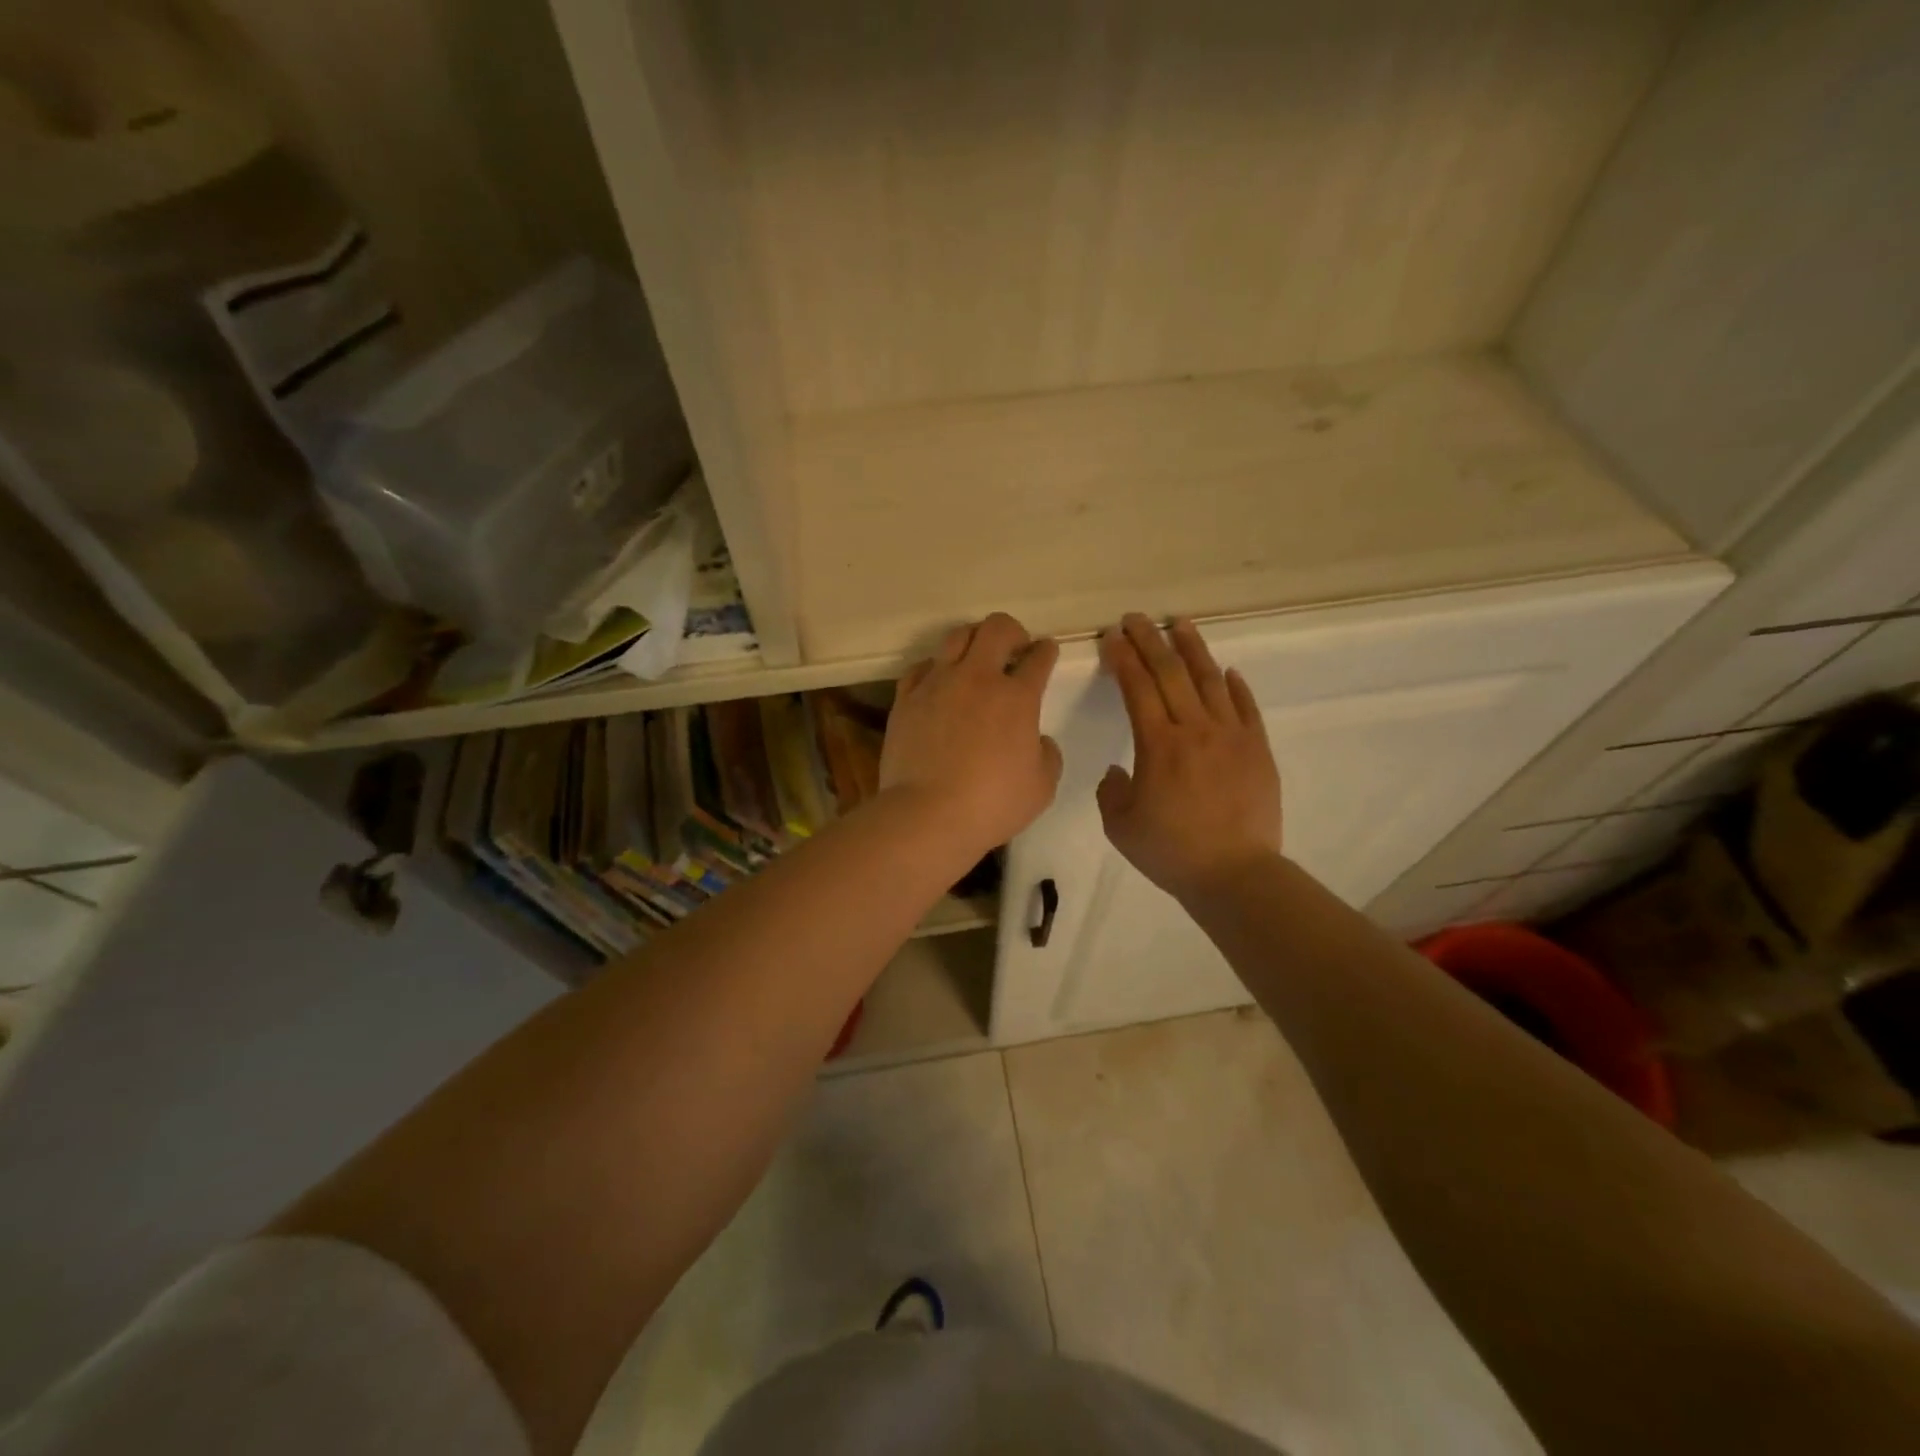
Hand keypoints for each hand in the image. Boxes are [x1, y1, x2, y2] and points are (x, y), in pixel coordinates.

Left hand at [882, 613, 1063, 852]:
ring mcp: (938, 684)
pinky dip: (934, 668)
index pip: (1039, 658)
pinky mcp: (906, 698)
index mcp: (1018, 697)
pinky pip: (921, 667)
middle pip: (997, 628)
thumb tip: (1038, 740)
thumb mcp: (1041, 787)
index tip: (1046, 652)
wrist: (927, 815)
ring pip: (956, 636)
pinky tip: (938, 682)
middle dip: (1012, 631)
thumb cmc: (992, 804)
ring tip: (975, 658)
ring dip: (973, 639)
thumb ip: (1048, 756)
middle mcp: (978, 678)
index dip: (1046, 651)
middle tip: (1014, 649)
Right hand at [1098, 615, 1282, 900]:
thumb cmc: (1171, 851)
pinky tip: (1227, 671)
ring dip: (1193, 648)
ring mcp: (1232, 736)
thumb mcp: (1120, 825)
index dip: (1123, 658)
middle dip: (1150, 640)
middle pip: (1171, 672)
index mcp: (1158, 745)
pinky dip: (1235, 686)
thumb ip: (1112, 791)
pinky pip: (1246, 707)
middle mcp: (1196, 729)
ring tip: (1180, 624)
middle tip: (1136, 618)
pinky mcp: (1258, 749)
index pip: (1137, 687)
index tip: (1112, 637)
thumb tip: (1120, 771)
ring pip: (1211, 680)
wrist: (1235, 874)